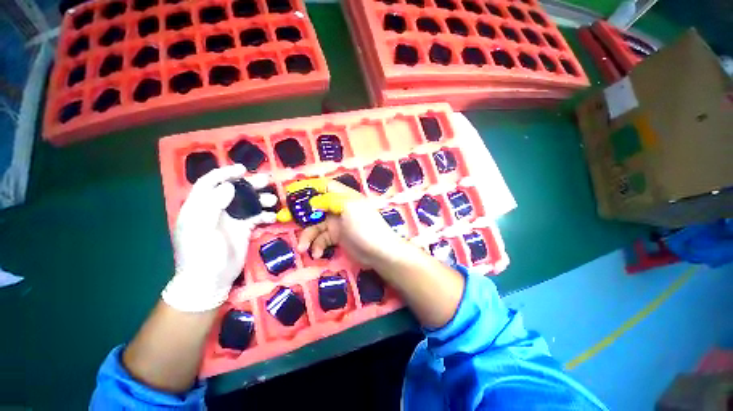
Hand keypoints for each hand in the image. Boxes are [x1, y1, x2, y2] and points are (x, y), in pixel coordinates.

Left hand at [162, 165, 276, 311]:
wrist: (211, 280)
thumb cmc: (201, 255)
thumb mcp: (201, 230)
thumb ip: (212, 206)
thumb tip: (229, 186)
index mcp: (199, 207)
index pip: (210, 183)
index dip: (224, 173)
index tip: (242, 169)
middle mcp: (216, 210)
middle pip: (233, 191)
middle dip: (250, 184)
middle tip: (267, 181)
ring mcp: (231, 220)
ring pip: (248, 202)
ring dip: (261, 199)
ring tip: (273, 200)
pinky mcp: (244, 229)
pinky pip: (256, 217)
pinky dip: (264, 214)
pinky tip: (272, 217)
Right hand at [276, 178, 406, 267]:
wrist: (379, 252)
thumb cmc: (365, 227)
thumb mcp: (348, 208)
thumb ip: (329, 201)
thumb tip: (312, 201)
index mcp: (344, 196)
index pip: (324, 186)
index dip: (308, 187)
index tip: (290, 192)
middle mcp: (339, 207)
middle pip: (316, 207)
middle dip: (301, 214)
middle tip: (285, 220)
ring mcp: (338, 223)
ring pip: (316, 225)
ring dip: (308, 236)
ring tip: (303, 248)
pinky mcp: (337, 237)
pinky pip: (322, 238)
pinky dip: (318, 245)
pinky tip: (318, 253)